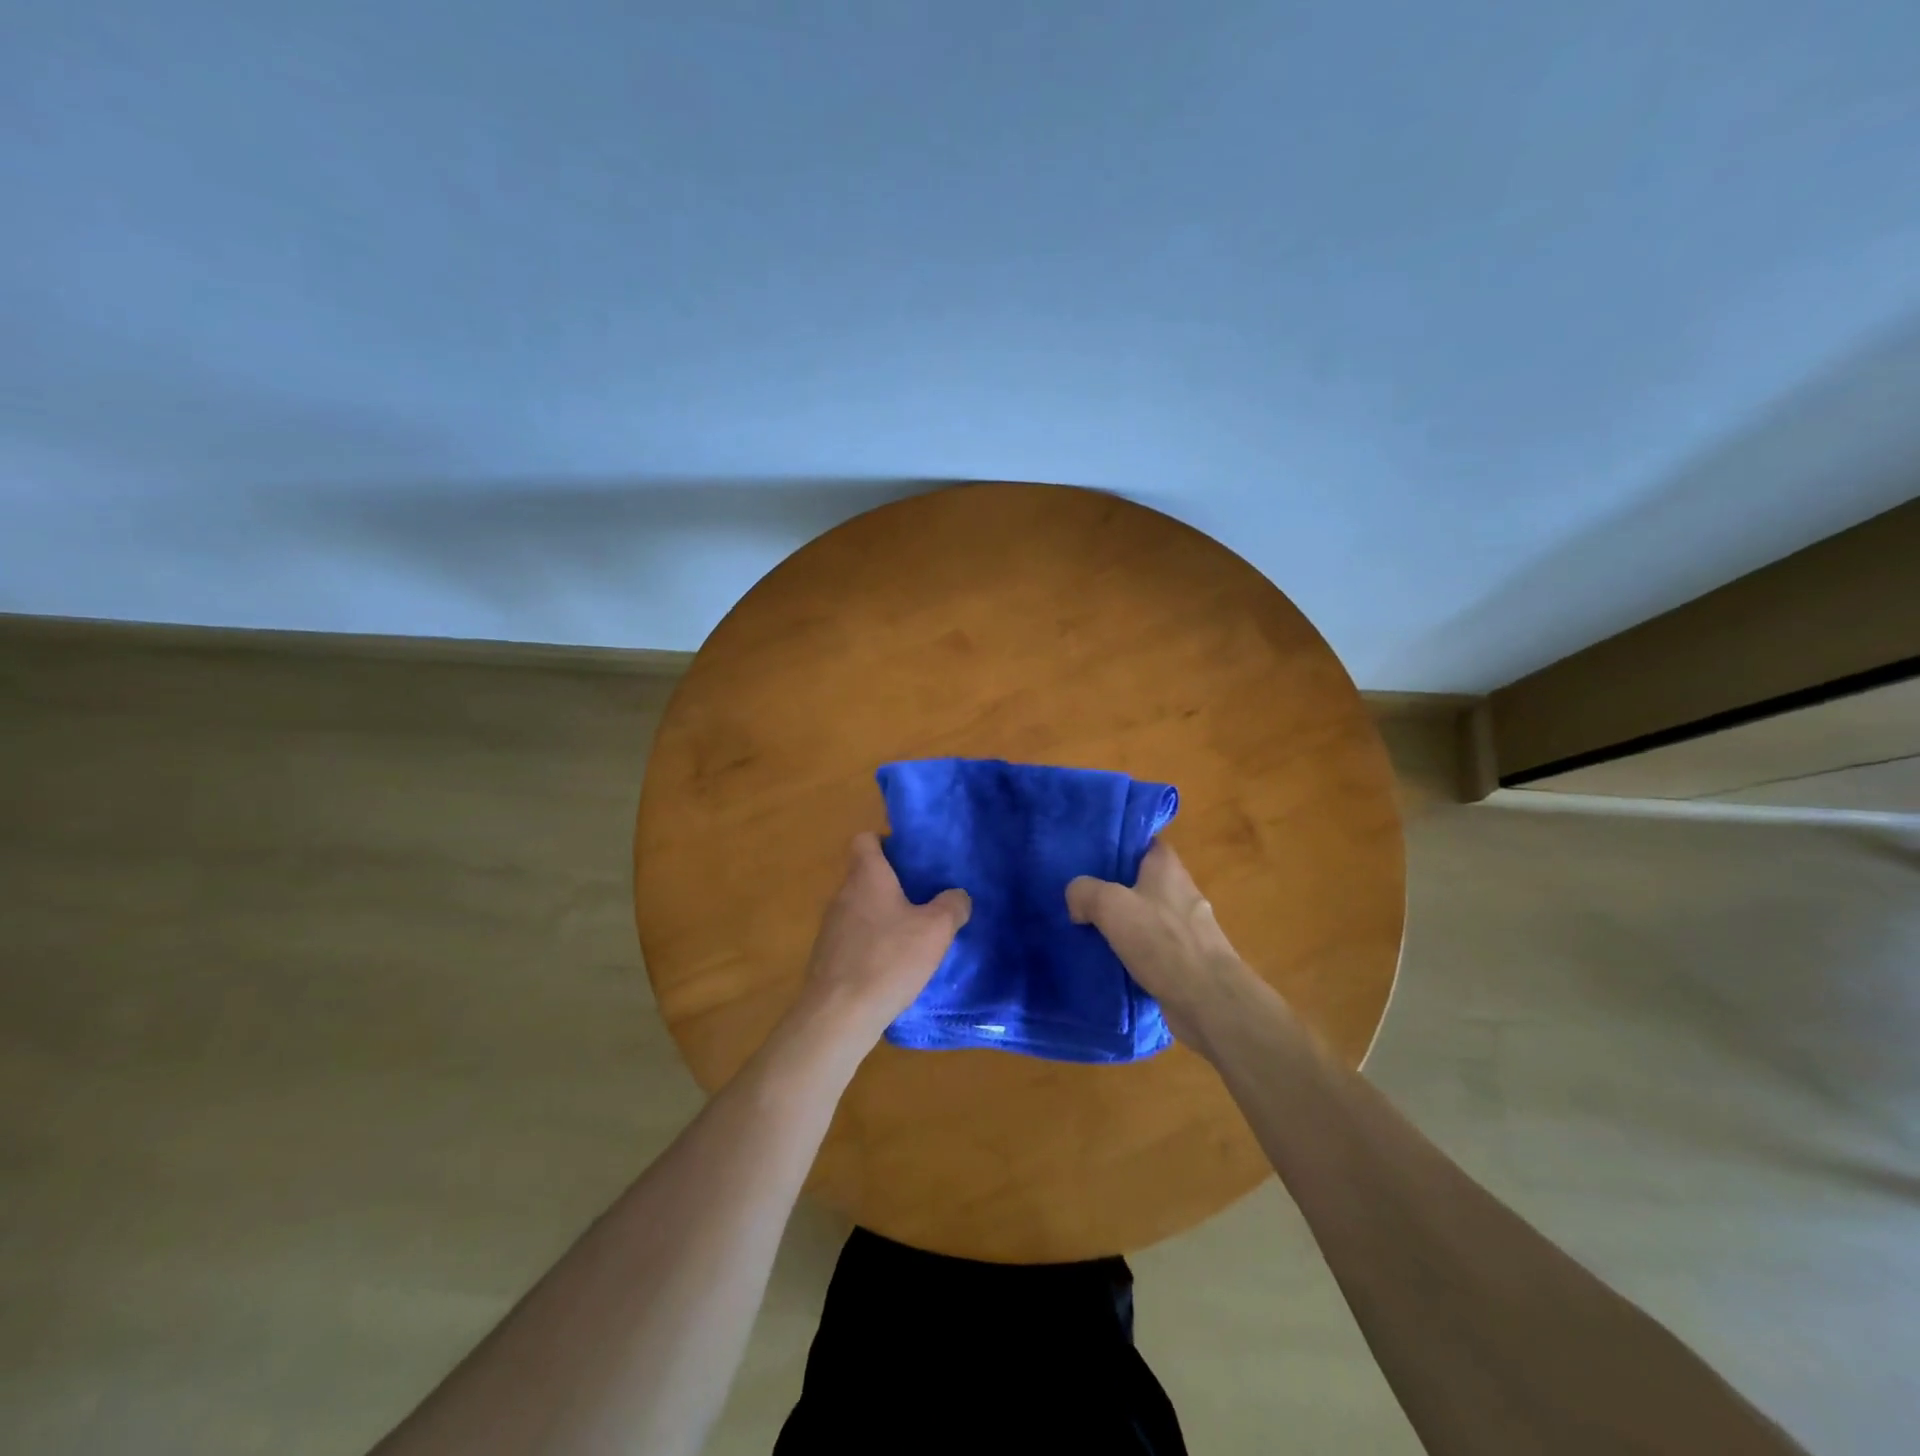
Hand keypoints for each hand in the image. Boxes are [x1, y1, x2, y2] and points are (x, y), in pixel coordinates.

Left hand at [794, 832, 969, 1049]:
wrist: (838, 1016)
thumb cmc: (888, 960)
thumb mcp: (935, 930)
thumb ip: (952, 905)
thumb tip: (957, 895)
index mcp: (866, 876)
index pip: (864, 839)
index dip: (885, 842)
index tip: (910, 859)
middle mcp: (843, 894)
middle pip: (865, 875)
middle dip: (893, 884)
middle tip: (924, 899)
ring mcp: (830, 927)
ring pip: (860, 908)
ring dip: (883, 916)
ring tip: (913, 935)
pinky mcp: (827, 957)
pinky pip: (854, 938)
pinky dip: (872, 944)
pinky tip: (893, 967)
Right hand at [1066, 841, 1263, 1057]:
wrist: (1207, 999)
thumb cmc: (1161, 940)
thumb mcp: (1110, 905)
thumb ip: (1085, 891)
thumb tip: (1076, 899)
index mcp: (1167, 867)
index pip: (1143, 843)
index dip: (1119, 845)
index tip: (1090, 854)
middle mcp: (1181, 891)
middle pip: (1142, 880)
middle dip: (1114, 887)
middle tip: (1081, 895)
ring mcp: (1188, 927)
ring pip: (1147, 915)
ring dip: (1123, 922)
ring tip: (1088, 929)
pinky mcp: (1188, 959)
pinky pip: (1154, 947)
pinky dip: (1134, 951)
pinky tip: (1111, 961)